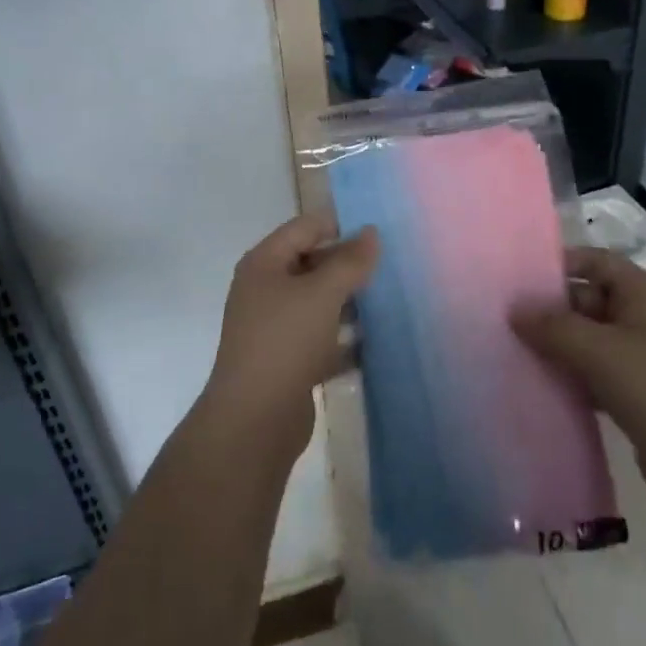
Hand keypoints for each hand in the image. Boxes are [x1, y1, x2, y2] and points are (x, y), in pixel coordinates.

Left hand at [204, 214, 378, 450]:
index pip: (305, 228)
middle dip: (348, 266)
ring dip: (350, 303)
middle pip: (312, 264)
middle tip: (391, 268)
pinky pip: (322, 339)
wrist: (254, 420)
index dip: (340, 226)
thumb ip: (349, 261)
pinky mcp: (288, 360)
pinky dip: (346, 339)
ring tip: (391, 301)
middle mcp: (265, 289)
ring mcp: (275, 327)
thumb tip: (371, 231)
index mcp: (264, 263)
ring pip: (319, 303)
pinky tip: (377, 342)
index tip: (380, 234)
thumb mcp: (322, 294)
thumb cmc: (285, 341)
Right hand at [512, 247, 645, 520]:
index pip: (595, 261)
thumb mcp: (598, 351)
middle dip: (552, 310)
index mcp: (644, 293)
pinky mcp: (642, 393)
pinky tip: (543, 385)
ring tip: (515, 351)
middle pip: (590, 299)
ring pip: (592, 339)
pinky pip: (598, 372)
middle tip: (507, 320)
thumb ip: (552, 327)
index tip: (518, 279)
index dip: (559, 265)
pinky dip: (573, 375)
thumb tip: (514, 309)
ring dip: (559, 345)